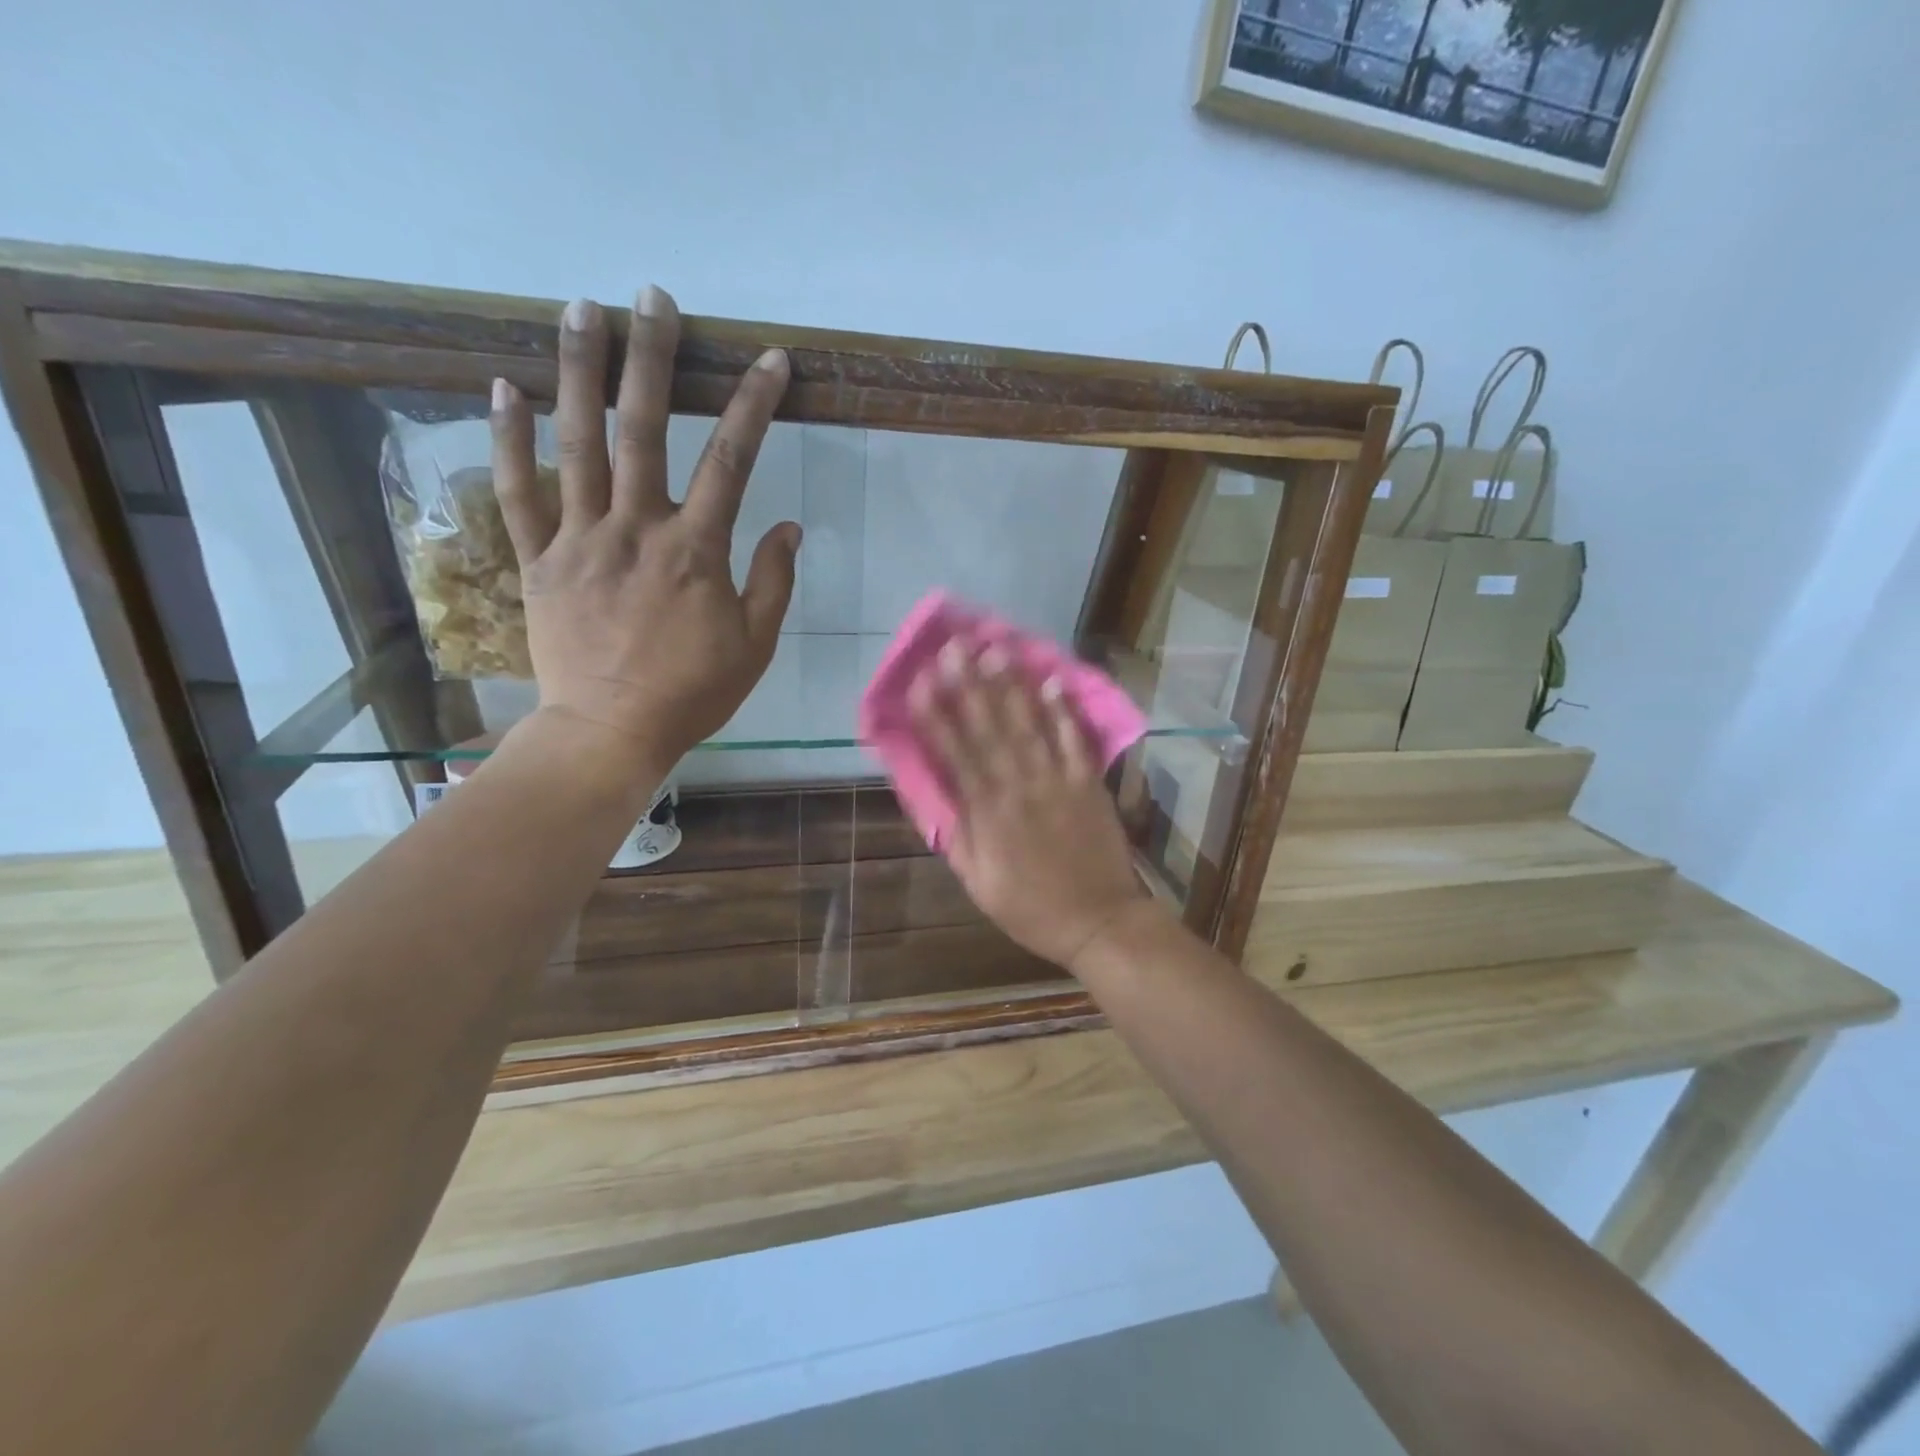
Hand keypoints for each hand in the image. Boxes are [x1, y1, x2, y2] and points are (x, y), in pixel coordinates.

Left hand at [489, 288, 797, 776]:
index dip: (753, 405)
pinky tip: (504, 387)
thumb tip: (790, 527)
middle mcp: (636, 529)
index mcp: (695, 551)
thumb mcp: (755, 646)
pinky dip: (510, 439)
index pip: (731, 461)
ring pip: (576, 443)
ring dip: (578, 371)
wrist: (610, 733)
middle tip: (654, 296)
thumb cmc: (692, 693)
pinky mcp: (539, 560)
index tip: (770, 360)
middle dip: (652, 357)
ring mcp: (580, 540)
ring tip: (580, 309)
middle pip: (643, 429)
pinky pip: (519, 492)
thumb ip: (773, 582)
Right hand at [909, 642, 1163, 969]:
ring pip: (1029, 726)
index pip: (955, 755)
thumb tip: (937, 795)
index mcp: (987, 814)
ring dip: (1011, 686)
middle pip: (989, 729)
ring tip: (995, 649)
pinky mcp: (1088, 783)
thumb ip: (957, 836)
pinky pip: (1076, 741)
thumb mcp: (979, 882)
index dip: (935, 716)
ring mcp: (1057, 781)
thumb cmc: (1030, 908)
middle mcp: (1019, 787)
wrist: (1098, 921)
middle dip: (968, 685)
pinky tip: (1054, 680)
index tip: (920, 681)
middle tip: (954, 646)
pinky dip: (1065, 711)